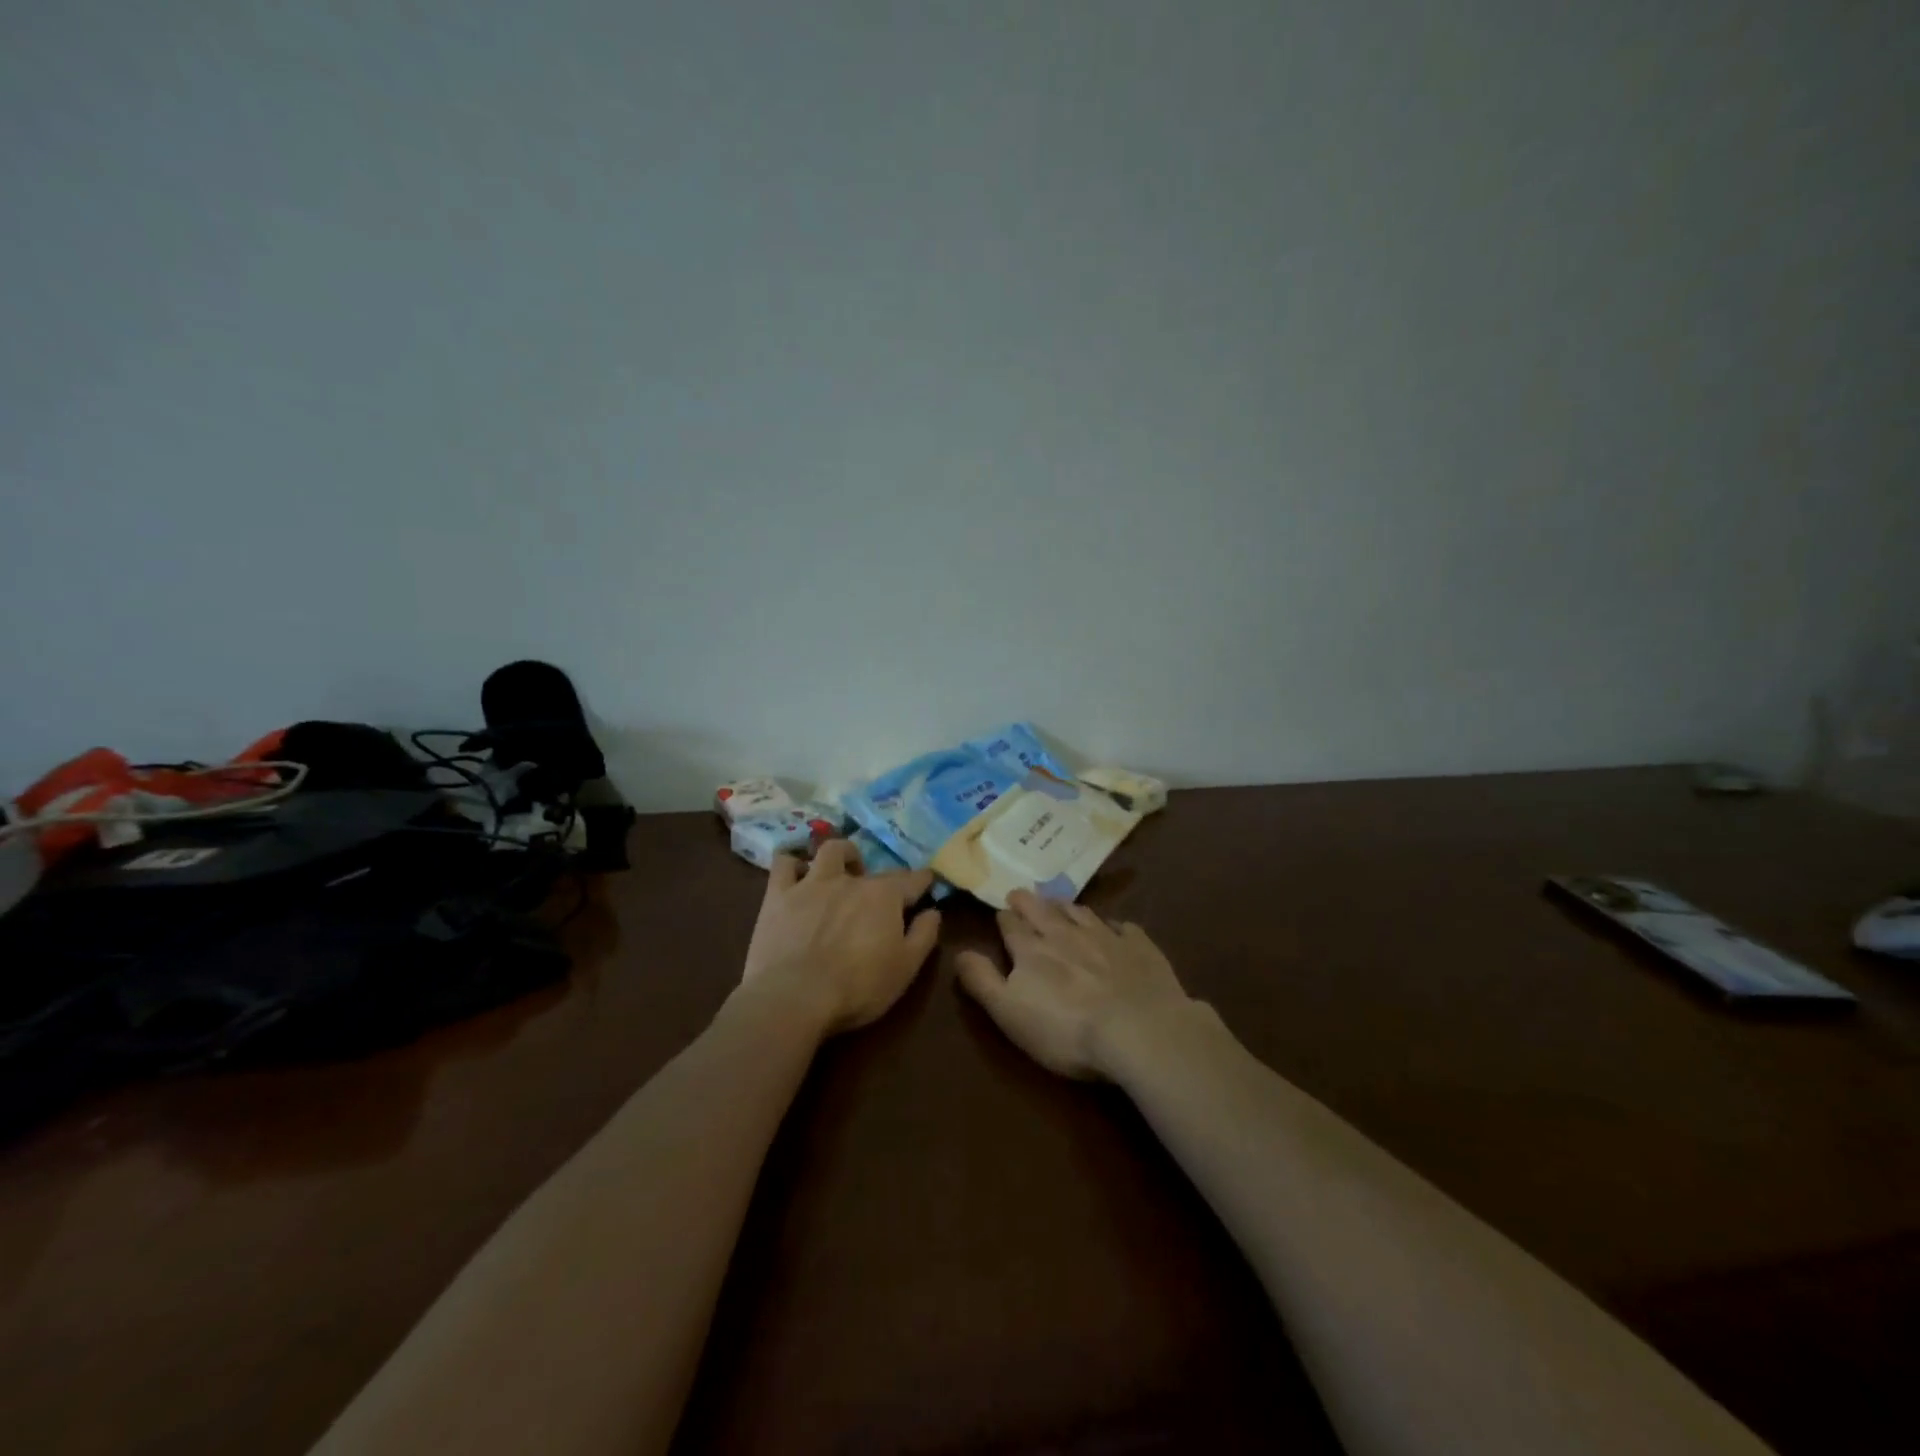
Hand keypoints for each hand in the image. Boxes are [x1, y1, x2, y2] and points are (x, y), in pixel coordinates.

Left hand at [739, 839, 940, 1036]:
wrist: (794, 997)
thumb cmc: (858, 987)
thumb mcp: (905, 968)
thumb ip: (924, 935)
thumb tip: (933, 911)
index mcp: (885, 896)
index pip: (913, 879)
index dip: (923, 881)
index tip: (927, 884)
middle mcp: (851, 880)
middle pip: (874, 868)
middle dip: (883, 878)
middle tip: (880, 897)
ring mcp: (812, 883)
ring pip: (830, 850)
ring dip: (841, 855)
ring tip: (842, 870)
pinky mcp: (779, 894)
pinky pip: (784, 864)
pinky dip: (792, 864)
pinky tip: (796, 874)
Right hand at [955, 890, 1196, 1079]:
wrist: (1140, 1029)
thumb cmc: (1066, 1029)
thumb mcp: (1009, 1012)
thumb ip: (982, 980)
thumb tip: (959, 952)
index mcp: (1031, 949)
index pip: (1011, 924)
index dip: (1004, 918)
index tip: (1002, 915)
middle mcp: (1065, 934)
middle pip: (1042, 909)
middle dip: (1028, 901)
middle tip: (1021, 895)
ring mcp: (1105, 936)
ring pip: (1080, 911)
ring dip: (1065, 906)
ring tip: (1059, 904)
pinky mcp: (1139, 946)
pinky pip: (1123, 927)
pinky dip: (1114, 925)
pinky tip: (1114, 929)